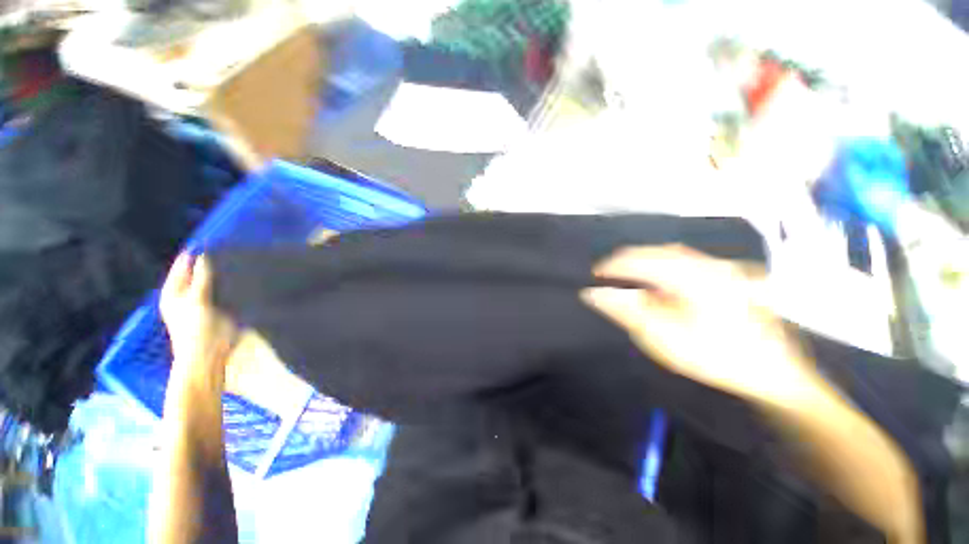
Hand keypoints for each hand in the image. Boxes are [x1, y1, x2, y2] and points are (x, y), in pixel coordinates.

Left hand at [160, 254, 236, 389]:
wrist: (207, 358)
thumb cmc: (198, 329)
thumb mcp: (198, 300)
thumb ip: (201, 278)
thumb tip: (205, 256)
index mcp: (174, 290)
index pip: (184, 264)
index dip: (197, 254)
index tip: (216, 241)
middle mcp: (183, 294)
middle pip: (197, 272)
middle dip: (211, 263)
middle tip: (231, 251)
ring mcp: (199, 302)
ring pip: (210, 281)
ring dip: (221, 274)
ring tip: (237, 263)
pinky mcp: (213, 309)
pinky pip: (220, 291)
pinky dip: (227, 285)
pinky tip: (239, 280)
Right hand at [582, 245, 818, 406]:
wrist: (774, 373)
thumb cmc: (715, 357)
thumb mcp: (663, 338)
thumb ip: (626, 311)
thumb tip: (594, 294)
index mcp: (689, 278)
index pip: (638, 260)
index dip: (612, 266)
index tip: (595, 275)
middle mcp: (706, 264)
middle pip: (656, 252)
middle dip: (628, 261)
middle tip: (609, 275)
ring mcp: (722, 268)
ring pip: (673, 254)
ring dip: (646, 261)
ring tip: (630, 274)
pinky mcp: (730, 276)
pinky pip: (688, 261)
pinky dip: (666, 265)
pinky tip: (662, 278)